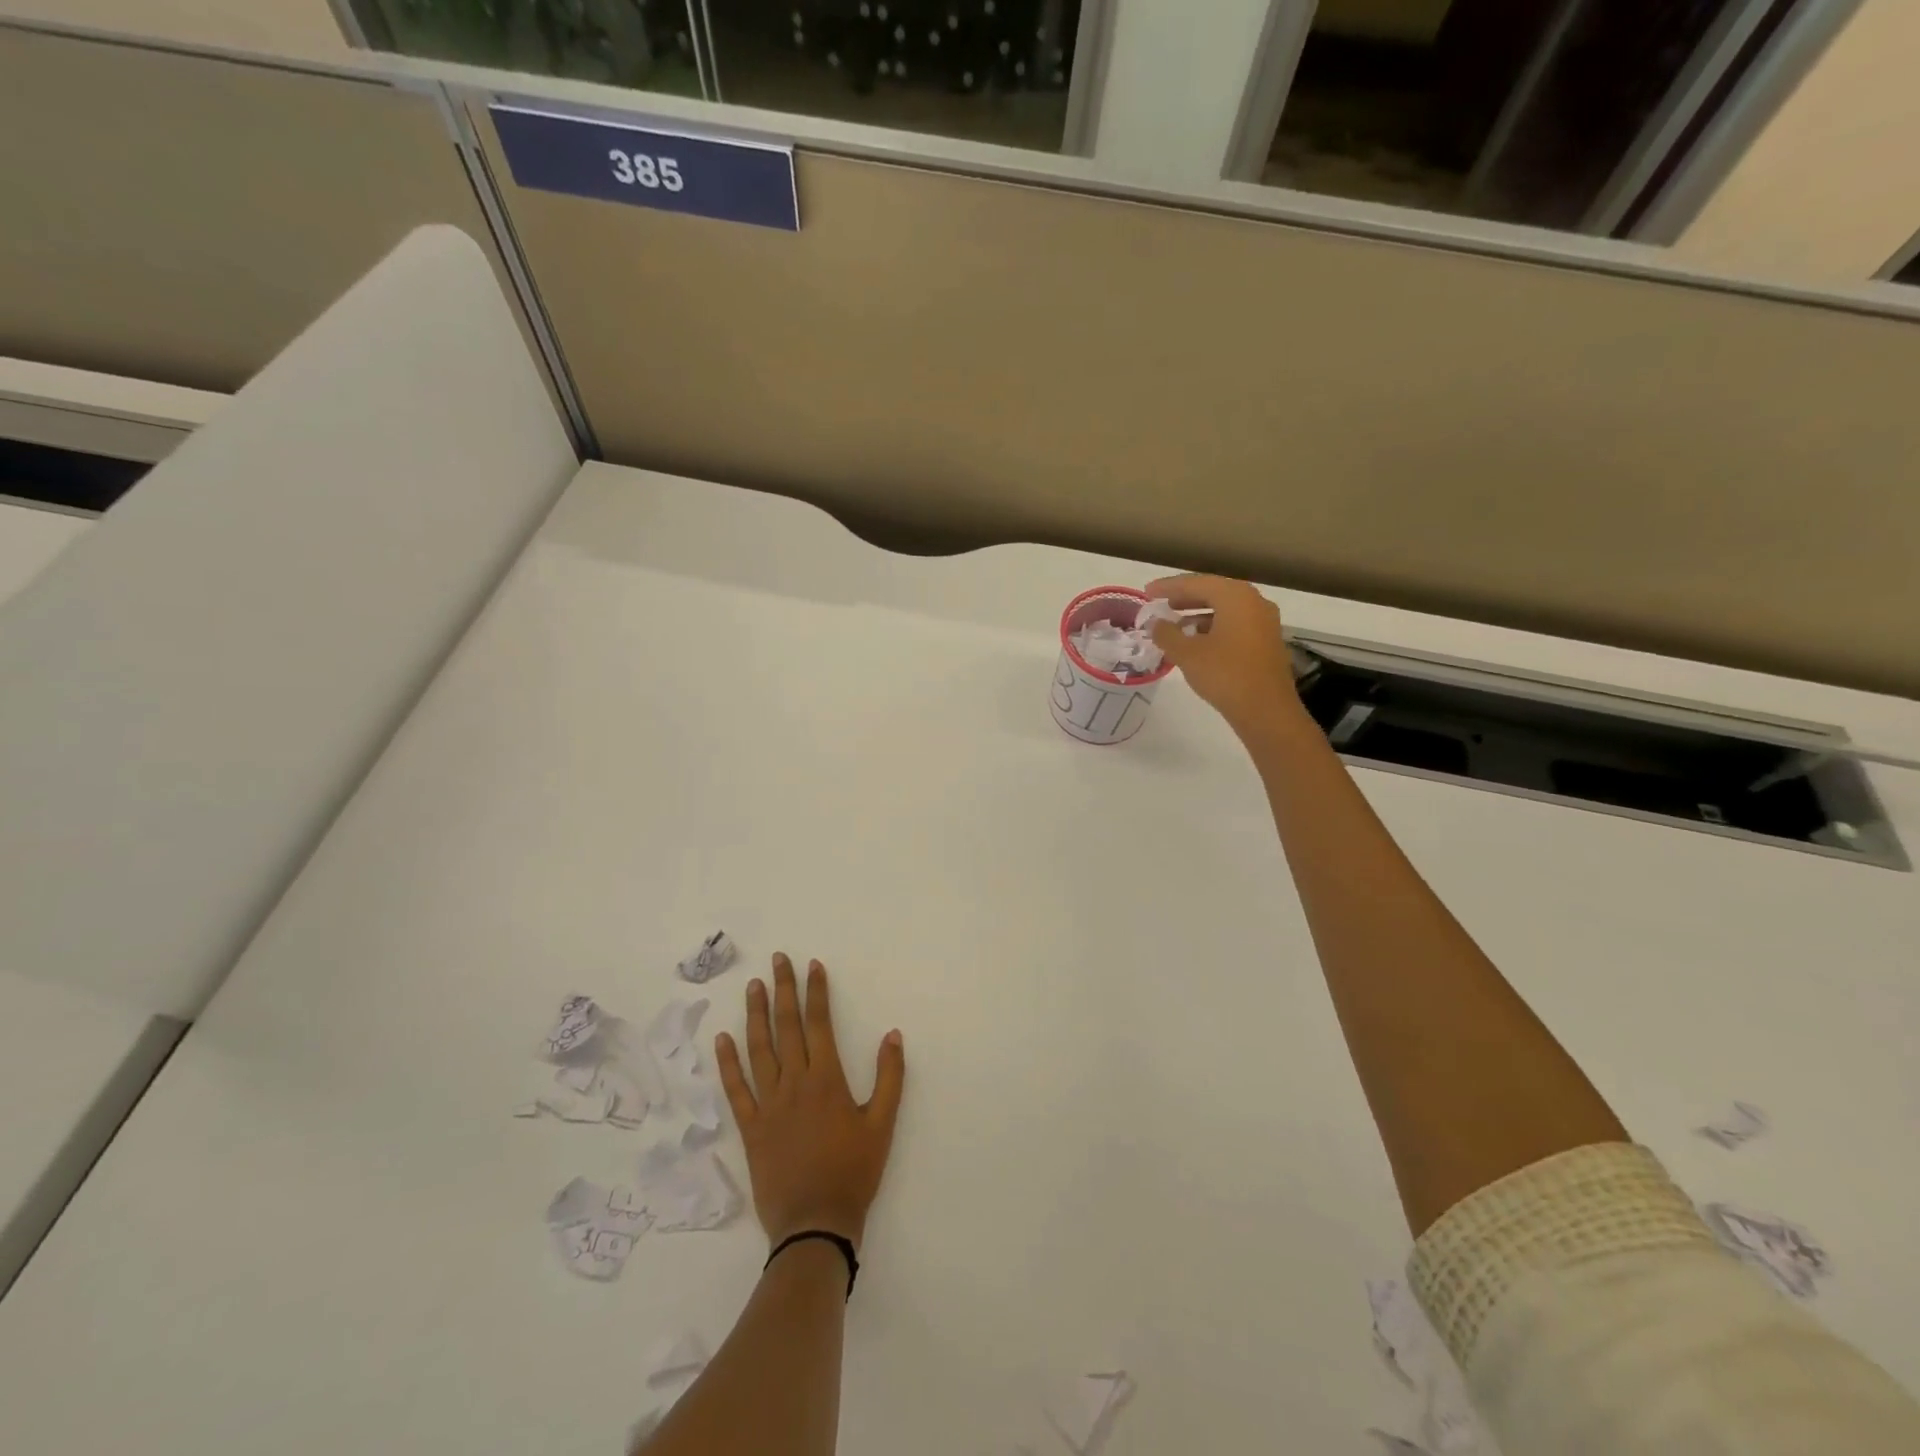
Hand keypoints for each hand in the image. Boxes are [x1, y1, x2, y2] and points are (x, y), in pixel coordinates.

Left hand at [715, 954, 905, 1252]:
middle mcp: (794, 1083)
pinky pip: (736, 1089)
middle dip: (782, 989)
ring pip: (759, 1049)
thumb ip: (889, 1077)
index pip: (819, 1023)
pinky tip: (722, 1039)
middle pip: (787, 1027)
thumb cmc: (854, 1173)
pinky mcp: (750, 1128)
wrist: (815, 1226)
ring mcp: (768, 1105)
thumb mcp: (882, 1125)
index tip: (812, 965)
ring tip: (752, 986)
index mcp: (827, 1080)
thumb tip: (892, 1034)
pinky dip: (727, 1063)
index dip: (816, 992)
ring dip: (755, 1015)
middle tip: (777, 960)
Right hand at [1145, 573, 1304, 736]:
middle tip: (1160, 604)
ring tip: (1175, 625)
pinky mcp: (1266, 642)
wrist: (1266, 711)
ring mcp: (1264, 622)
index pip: (1197, 583)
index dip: (1169, 587)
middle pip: (1214, 592)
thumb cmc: (1225, 675)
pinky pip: (1235, 625)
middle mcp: (1254, 602)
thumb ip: (1167, 634)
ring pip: (1226, 610)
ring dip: (1199, 614)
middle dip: (1185, 598)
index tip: (1147, 592)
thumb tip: (1155, 623)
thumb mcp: (1187, 654)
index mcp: (1236, 597)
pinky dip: (1214, 627)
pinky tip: (1197, 642)